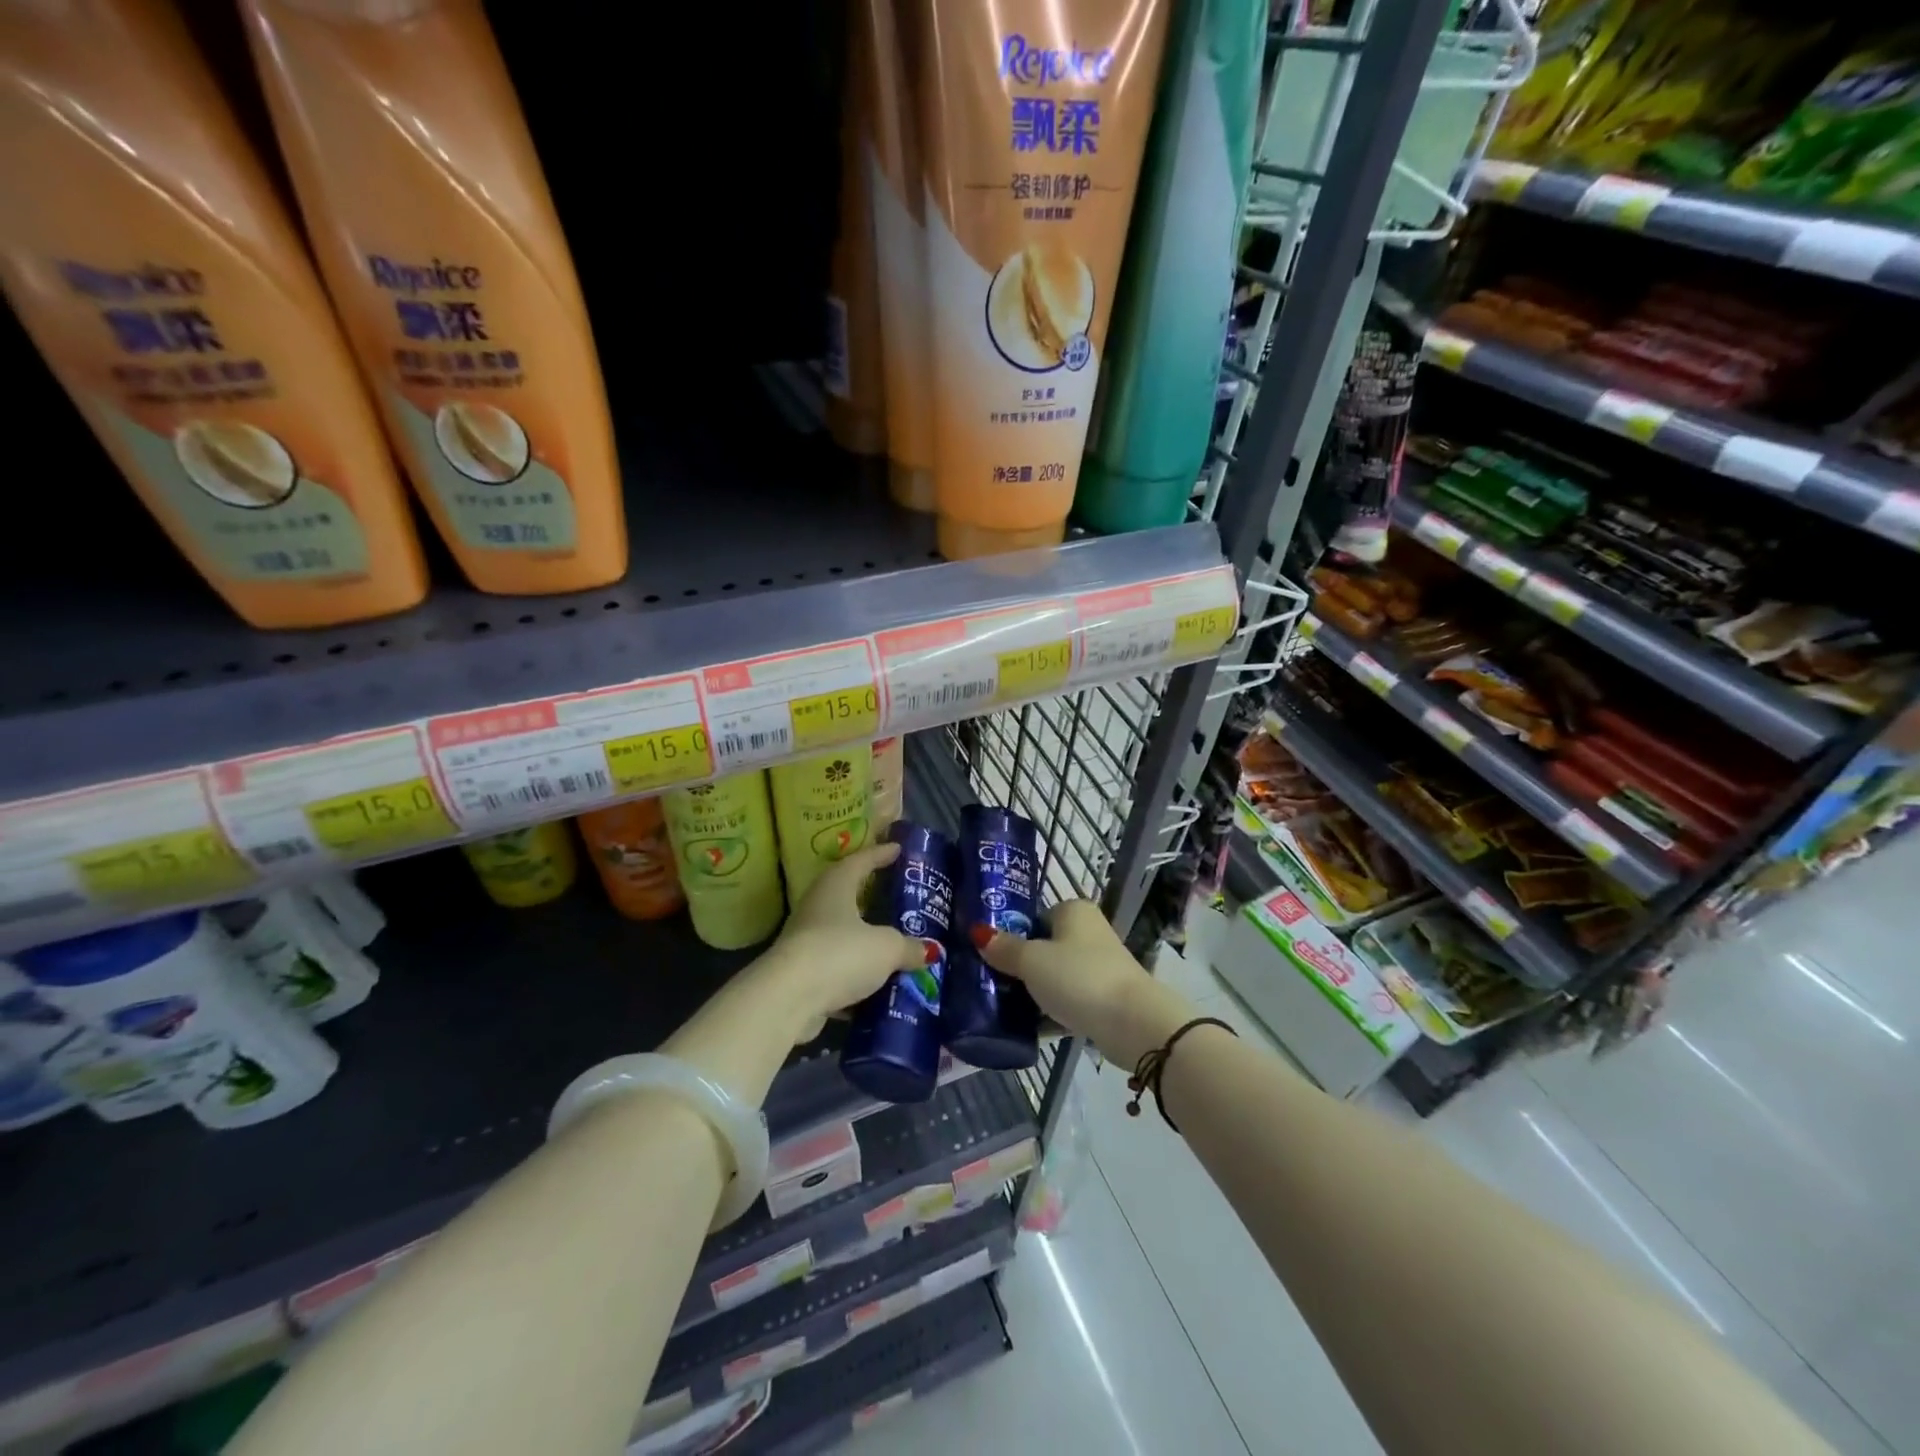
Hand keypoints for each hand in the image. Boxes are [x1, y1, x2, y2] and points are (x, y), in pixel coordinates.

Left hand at [762, 842, 931, 1034]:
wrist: (788, 999)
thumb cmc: (840, 954)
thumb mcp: (886, 948)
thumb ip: (909, 947)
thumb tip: (929, 951)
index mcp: (836, 886)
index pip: (860, 861)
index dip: (880, 853)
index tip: (898, 848)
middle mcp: (817, 906)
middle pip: (847, 894)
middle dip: (870, 894)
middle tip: (895, 892)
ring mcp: (806, 940)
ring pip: (840, 933)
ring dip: (862, 938)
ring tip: (891, 942)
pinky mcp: (801, 973)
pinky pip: (835, 967)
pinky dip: (854, 974)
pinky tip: (875, 985)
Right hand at [974, 900, 1195, 1067]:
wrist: (1133, 1023)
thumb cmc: (1078, 978)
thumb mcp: (1032, 961)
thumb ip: (1004, 948)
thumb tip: (978, 933)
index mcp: (1073, 911)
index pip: (1034, 917)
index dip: (1011, 936)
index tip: (989, 959)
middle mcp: (1089, 932)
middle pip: (1044, 948)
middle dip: (1020, 968)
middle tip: (991, 986)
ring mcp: (1100, 965)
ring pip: (1056, 976)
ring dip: (1035, 992)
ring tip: (1004, 1010)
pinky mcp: (1106, 997)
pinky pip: (1069, 1000)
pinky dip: (1052, 1011)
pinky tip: (1030, 1029)